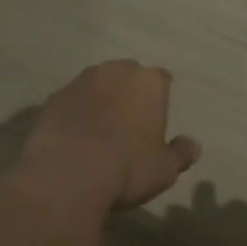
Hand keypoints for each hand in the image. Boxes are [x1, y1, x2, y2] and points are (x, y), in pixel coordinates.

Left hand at [23, 61, 201, 211]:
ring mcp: (81, 81)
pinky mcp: (53, 97)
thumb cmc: (127, 168)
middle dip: (129, 93)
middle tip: (129, 124)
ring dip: (100, 100)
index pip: (162, 80)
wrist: (68, 174)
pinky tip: (74, 138)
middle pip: (128, 75)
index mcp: (149, 81)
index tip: (156, 120)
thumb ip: (181, 153)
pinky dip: (75, 113)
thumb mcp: (165, 169)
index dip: (160, 99)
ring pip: (97, 85)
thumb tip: (193, 145)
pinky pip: (71, 101)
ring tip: (98, 131)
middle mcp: (116, 71)